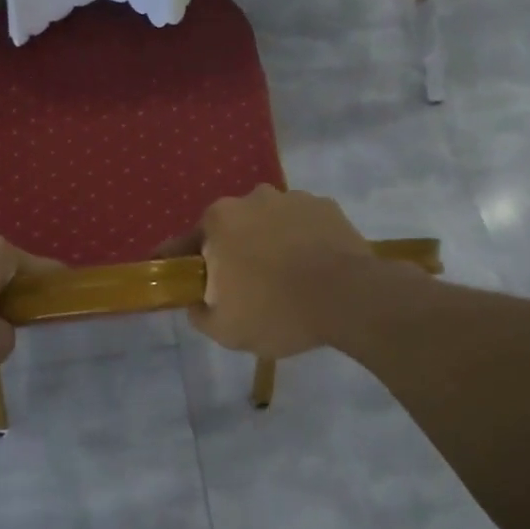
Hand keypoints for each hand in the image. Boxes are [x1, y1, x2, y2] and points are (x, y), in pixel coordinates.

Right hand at [177, 186, 374, 358]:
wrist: (349, 299)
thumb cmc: (277, 312)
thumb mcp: (224, 329)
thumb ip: (199, 313)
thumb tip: (197, 302)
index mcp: (219, 221)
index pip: (186, 243)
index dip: (180, 262)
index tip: (182, 277)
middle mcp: (251, 199)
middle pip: (230, 229)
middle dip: (231, 252)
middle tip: (243, 286)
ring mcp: (292, 198)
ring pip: (268, 223)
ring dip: (269, 243)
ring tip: (285, 278)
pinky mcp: (326, 206)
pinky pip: (302, 225)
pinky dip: (302, 241)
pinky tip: (312, 268)